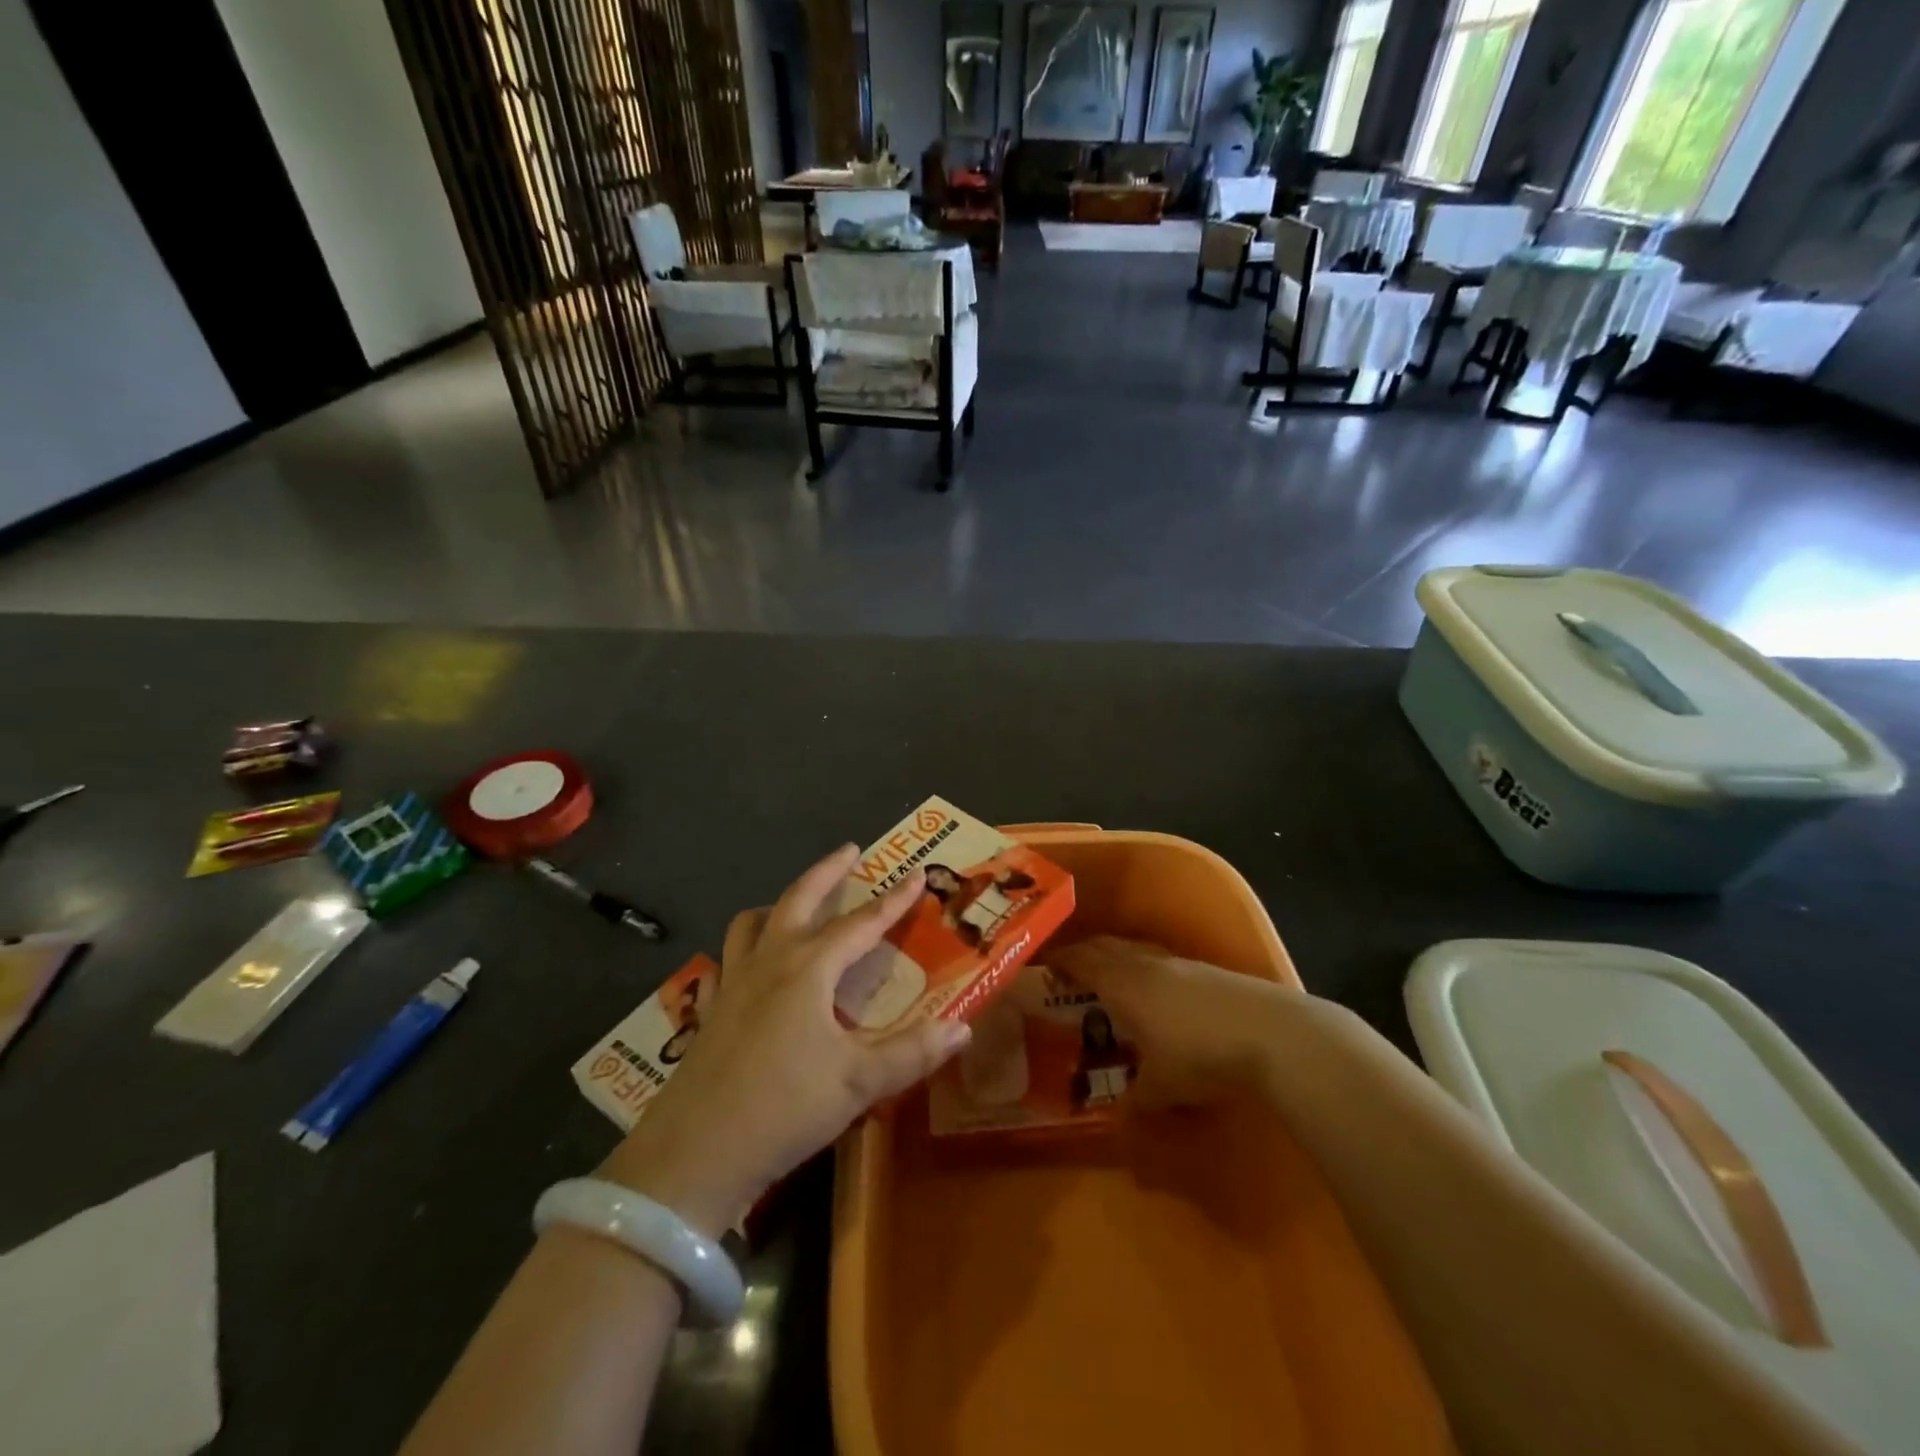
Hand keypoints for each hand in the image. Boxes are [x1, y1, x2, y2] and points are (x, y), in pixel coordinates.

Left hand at [598, 846, 970, 1235]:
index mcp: (809, 969)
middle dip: (828, 871)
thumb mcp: (858, 1083)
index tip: (916, 875)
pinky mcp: (713, 1008)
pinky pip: (730, 956)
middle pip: (800, 899)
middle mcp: (770, 961)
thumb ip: (912, 1052)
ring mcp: (735, 982)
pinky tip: (754, 964)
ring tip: (799, 904)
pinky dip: (747, 945)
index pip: (862, 923)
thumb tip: (962, 1027)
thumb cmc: (783, 1108)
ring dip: (780, 903)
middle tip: (849, 850)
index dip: (893, 900)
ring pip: (753, 921)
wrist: (694, 1153)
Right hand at [1051, 936, 1285, 1107]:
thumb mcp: (1162, 1088)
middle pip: (1105, 947)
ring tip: (1110, 980)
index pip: (1082, 961)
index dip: (1061, 960)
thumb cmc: (1201, 1055)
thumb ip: (1135, 1101)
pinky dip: (1144, 969)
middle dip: (1084, 954)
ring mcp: (1178, 963)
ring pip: (1134, 951)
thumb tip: (1119, 1118)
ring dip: (1116, 959)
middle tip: (1070, 971)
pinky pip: (1159, 960)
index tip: (1044, 965)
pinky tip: (1155, 992)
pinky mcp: (1205, 970)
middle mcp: (1145, 965)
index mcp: (1123, 984)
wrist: (1270, 1032)